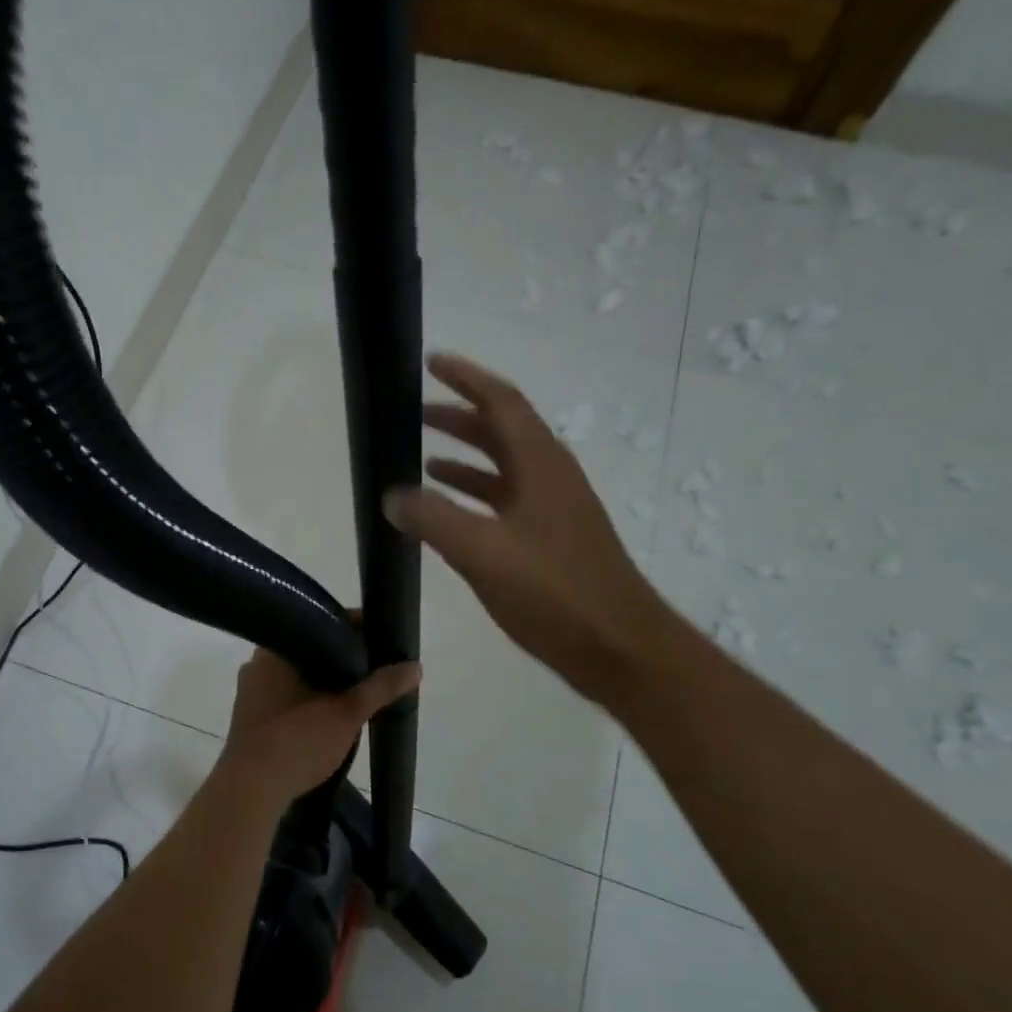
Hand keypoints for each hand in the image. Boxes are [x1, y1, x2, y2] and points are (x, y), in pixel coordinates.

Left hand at [217, 646, 420, 803]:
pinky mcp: (250, 716)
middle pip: (311, 649)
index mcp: (276, 649)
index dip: (356, 629)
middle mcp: (258, 662)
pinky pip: (286, 695)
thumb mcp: (346, 713)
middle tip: (375, 668)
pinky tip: (330, 712)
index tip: (382, 640)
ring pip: (298, 675)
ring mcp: (251, 690)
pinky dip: (310, 699)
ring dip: (326, 682)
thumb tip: (415, 666)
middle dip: (342, 660)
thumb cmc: (296, 741)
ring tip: (359, 691)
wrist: (250, 791)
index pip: (322, 623)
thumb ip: (380, 687)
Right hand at [383, 352, 670, 703]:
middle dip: (458, 417)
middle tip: (415, 413)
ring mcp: (553, 510)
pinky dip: (475, 496)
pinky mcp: (551, 541)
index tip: (430, 362)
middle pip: (501, 431)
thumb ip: (433, 519)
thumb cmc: (555, 592)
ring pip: (503, 468)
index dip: (466, 378)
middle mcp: (549, 477)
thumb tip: (391, 494)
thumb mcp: (483, 552)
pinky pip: (505, 502)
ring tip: (422, 459)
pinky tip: (450, 514)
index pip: (501, 402)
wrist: (619, 649)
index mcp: (540, 465)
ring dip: (466, 457)